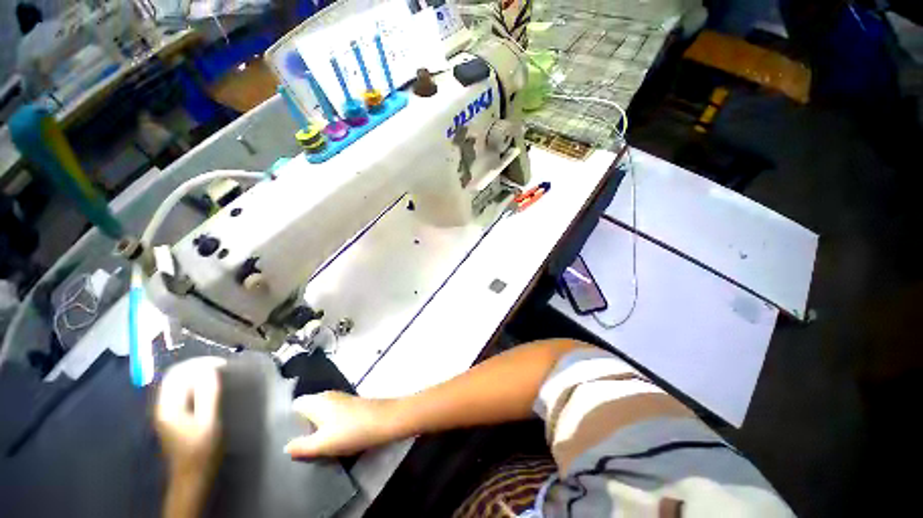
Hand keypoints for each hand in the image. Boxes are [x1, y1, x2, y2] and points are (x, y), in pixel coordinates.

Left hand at [155, 357, 225, 477]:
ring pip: (177, 384)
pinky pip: (181, 392)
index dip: (199, 364)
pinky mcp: (173, 417)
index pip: (178, 374)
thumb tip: (210, 370)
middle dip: (197, 367)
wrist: (192, 477)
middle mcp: (163, 406)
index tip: (222, 364)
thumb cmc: (201, 450)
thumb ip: (207, 395)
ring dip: (196, 374)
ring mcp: (166, 412)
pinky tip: (207, 387)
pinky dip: (194, 384)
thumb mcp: (209, 422)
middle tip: (221, 366)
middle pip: (175, 377)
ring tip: (217, 374)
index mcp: (168, 407)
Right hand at [285, 391, 397, 457]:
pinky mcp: (352, 406)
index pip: (295, 405)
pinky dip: (329, 427)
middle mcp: (328, 396)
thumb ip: (301, 446)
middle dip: (301, 426)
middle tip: (295, 447)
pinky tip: (330, 440)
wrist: (385, 420)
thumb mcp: (322, 444)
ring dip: (316, 428)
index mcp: (317, 400)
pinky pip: (333, 416)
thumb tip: (285, 447)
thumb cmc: (351, 430)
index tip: (283, 437)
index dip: (287, 419)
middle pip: (308, 410)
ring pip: (321, 414)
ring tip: (310, 447)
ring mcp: (342, 400)